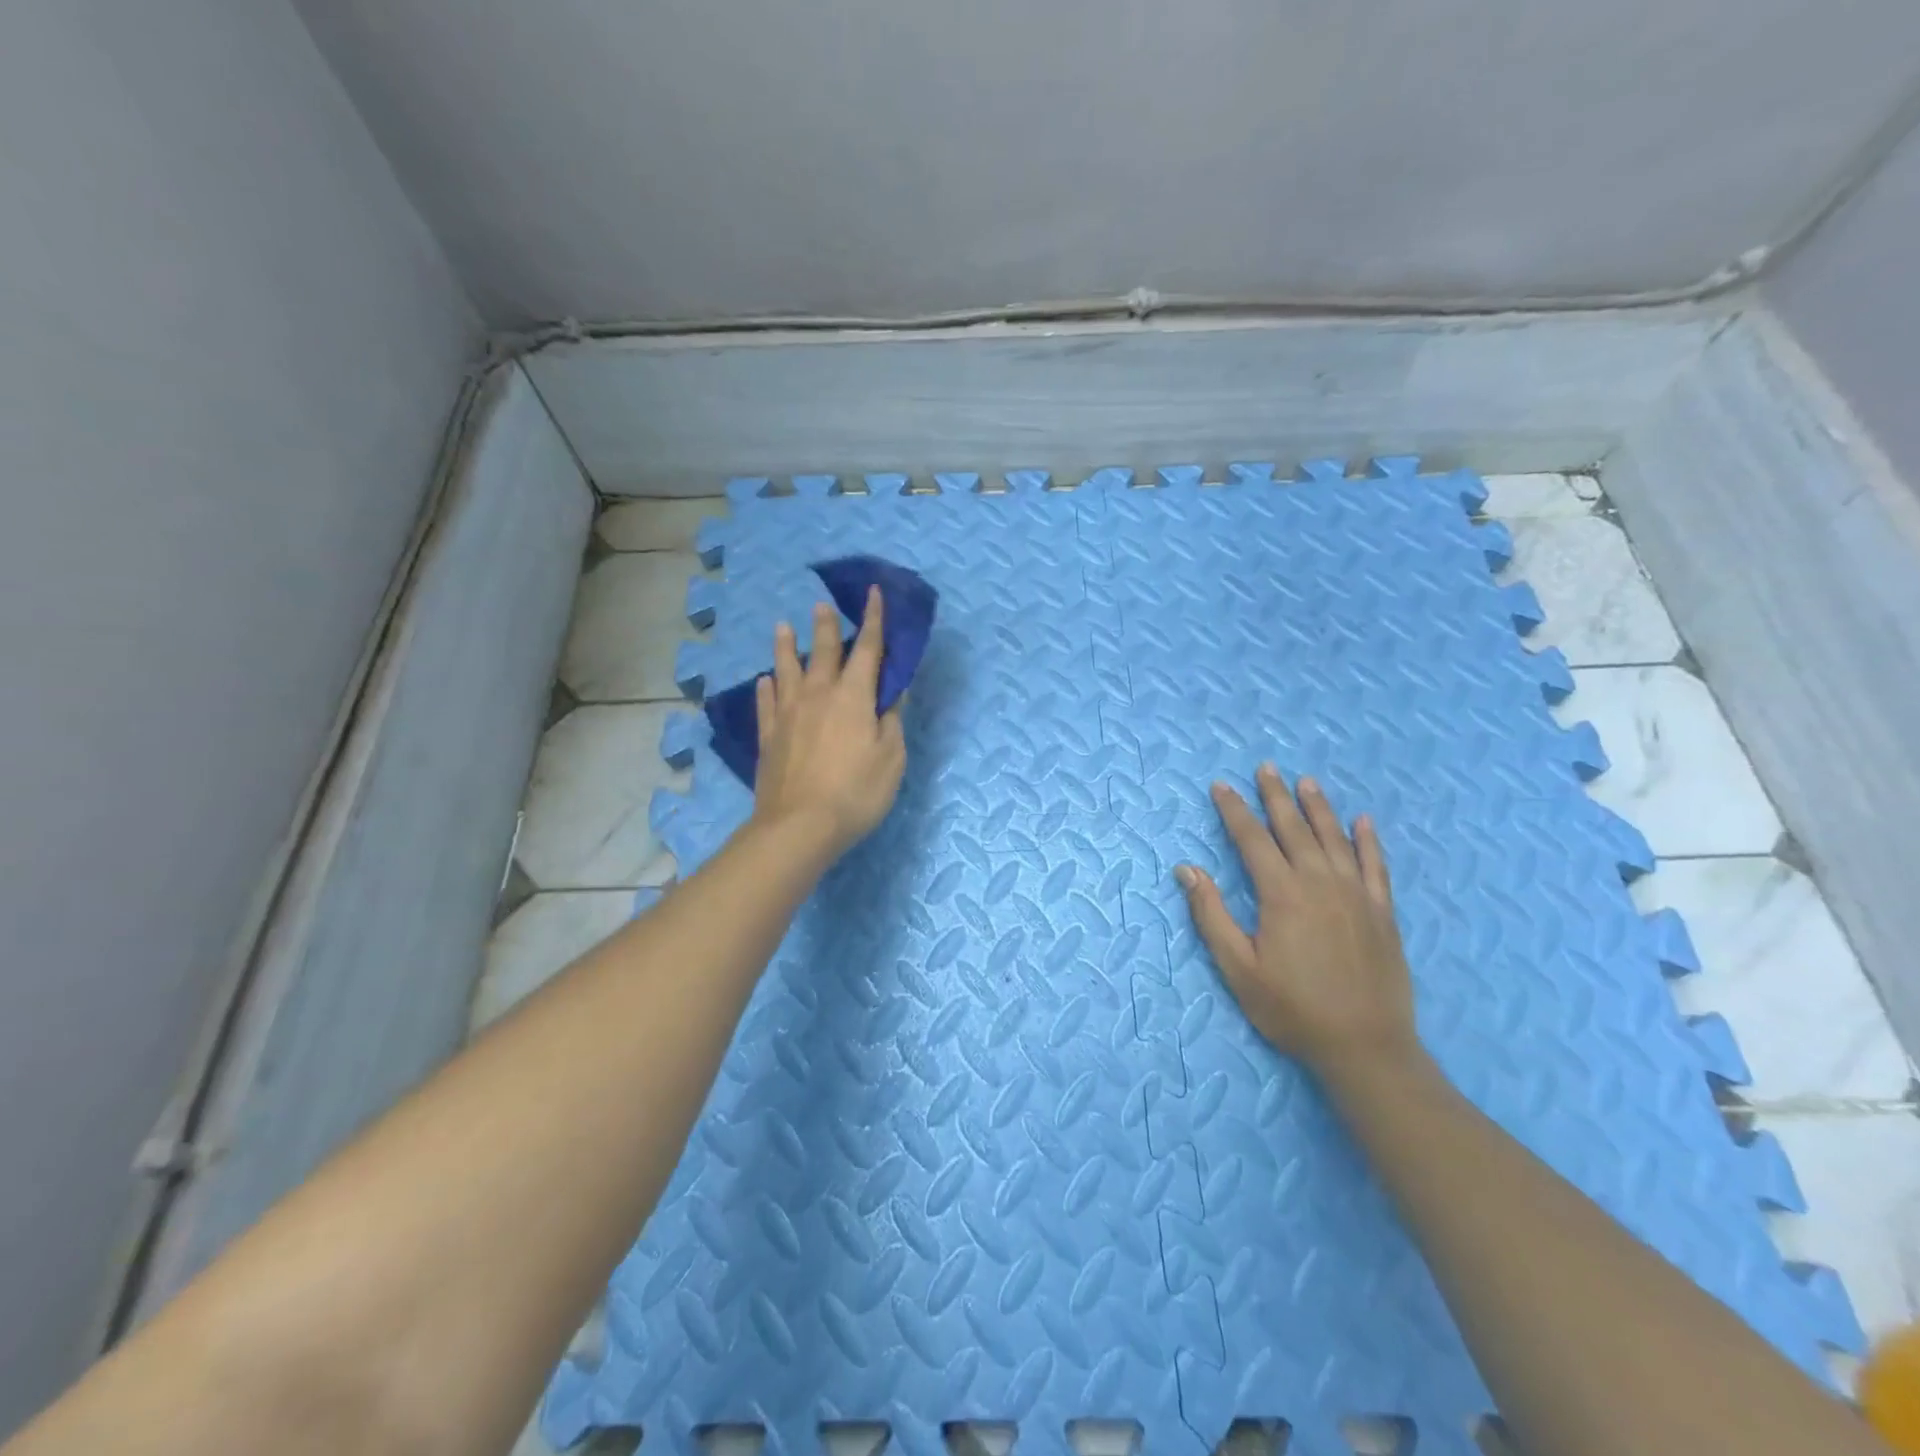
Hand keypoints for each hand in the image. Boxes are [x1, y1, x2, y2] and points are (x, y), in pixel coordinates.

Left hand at [750, 587, 906, 860]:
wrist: (799, 825)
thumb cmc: (856, 792)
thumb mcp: (891, 758)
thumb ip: (891, 721)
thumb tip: (891, 693)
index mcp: (854, 696)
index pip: (868, 648)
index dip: (874, 619)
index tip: (873, 593)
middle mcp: (818, 694)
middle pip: (822, 651)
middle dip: (825, 625)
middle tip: (822, 605)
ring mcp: (788, 713)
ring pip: (786, 669)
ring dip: (785, 646)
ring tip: (782, 627)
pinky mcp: (769, 735)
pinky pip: (766, 702)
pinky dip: (766, 688)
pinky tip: (765, 681)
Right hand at [1176, 763, 1418, 1077]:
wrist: (1366, 1046)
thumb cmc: (1292, 1009)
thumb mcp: (1238, 968)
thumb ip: (1210, 915)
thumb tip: (1186, 869)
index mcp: (1281, 894)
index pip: (1252, 840)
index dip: (1234, 810)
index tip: (1221, 786)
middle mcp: (1320, 883)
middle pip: (1294, 829)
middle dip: (1276, 796)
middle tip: (1266, 767)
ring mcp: (1356, 895)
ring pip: (1335, 838)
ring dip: (1319, 807)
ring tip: (1306, 781)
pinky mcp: (1383, 912)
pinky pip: (1376, 865)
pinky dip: (1369, 841)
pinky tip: (1363, 821)